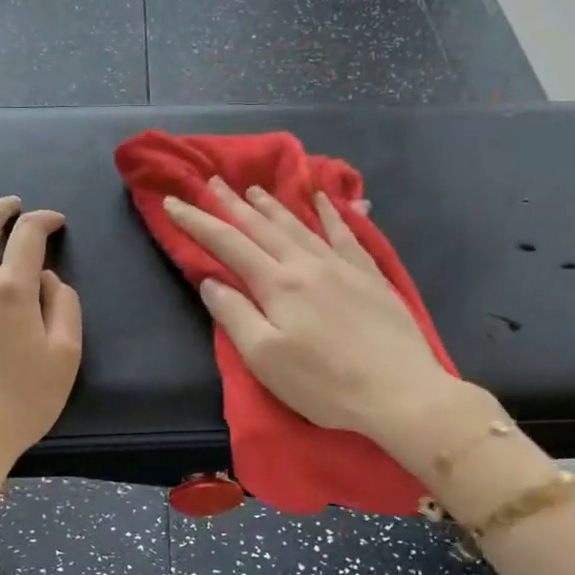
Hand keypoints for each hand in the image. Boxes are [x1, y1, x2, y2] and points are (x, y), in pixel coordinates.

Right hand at [163, 179, 470, 457]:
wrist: (401, 392)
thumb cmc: (325, 384)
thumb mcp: (266, 359)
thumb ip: (235, 315)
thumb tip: (211, 281)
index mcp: (278, 284)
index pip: (228, 244)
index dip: (198, 222)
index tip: (173, 203)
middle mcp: (307, 264)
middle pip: (262, 227)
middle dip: (233, 204)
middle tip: (212, 181)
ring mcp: (343, 266)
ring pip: (300, 225)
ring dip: (273, 205)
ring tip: (254, 189)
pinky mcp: (370, 276)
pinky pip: (345, 234)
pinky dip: (331, 213)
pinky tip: (323, 200)